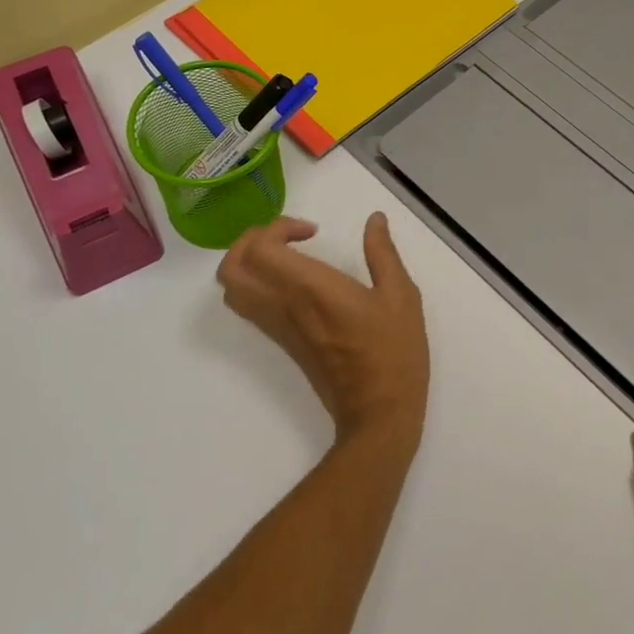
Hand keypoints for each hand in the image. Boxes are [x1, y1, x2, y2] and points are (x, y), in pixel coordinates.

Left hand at [216, 213, 428, 449]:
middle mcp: (283, 305)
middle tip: (288, 238)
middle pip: (232, 267)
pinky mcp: (282, 342)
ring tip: (286, 256)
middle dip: (251, 240)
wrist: (378, 414)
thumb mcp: (401, 296)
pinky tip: (292, 281)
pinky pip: (249, 307)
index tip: (312, 231)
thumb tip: (374, 220)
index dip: (276, 227)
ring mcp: (278, 327)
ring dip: (248, 262)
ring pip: (233, 289)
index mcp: (310, 288)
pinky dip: (255, 283)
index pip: (260, 248)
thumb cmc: (393, 353)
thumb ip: (383, 253)